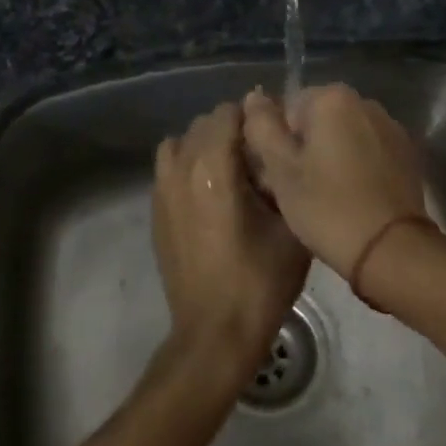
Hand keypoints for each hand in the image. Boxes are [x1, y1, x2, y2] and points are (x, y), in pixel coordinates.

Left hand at [153, 102, 311, 383]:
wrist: (215, 332)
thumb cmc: (260, 281)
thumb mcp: (291, 226)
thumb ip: (284, 177)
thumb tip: (278, 150)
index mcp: (213, 169)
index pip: (227, 113)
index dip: (254, 117)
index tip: (273, 136)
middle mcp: (180, 171)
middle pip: (203, 124)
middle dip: (231, 130)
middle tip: (259, 156)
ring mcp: (161, 192)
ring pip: (180, 143)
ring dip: (205, 146)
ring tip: (231, 172)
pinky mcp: (155, 212)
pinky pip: (168, 169)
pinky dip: (188, 167)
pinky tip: (211, 195)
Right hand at [241, 85, 426, 276]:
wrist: (391, 249)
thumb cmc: (327, 206)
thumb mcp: (280, 169)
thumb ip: (261, 126)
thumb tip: (254, 97)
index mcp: (332, 98)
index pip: (288, 108)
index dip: (278, 142)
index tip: (280, 175)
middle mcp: (366, 103)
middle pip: (319, 120)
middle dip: (306, 147)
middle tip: (298, 189)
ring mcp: (391, 128)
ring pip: (345, 136)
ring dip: (332, 157)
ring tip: (326, 197)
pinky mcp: (408, 155)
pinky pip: (369, 152)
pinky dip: (357, 168)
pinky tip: (353, 198)